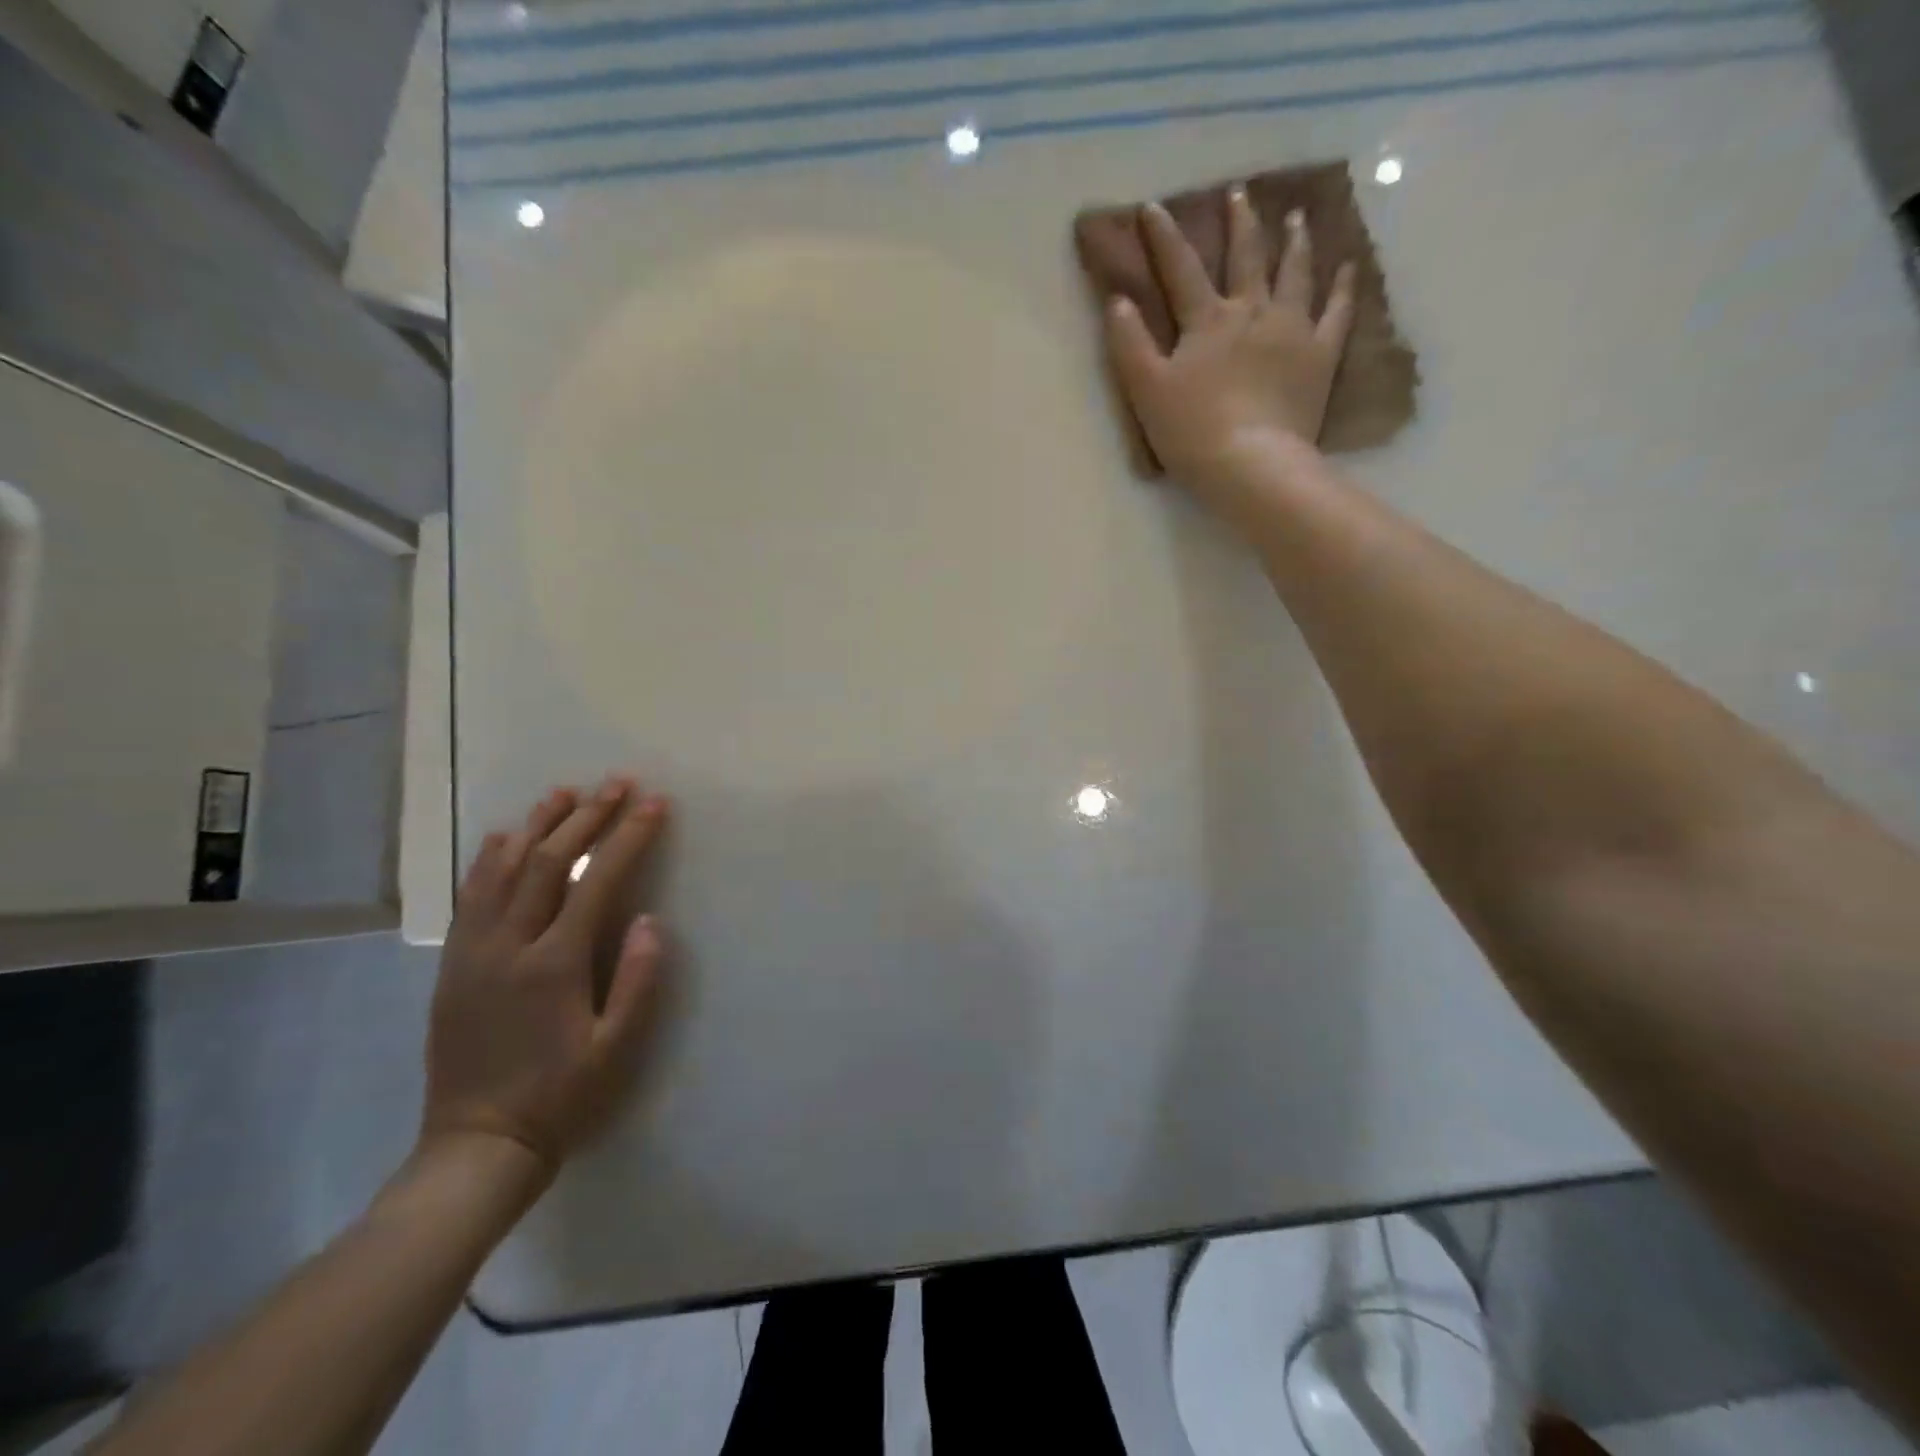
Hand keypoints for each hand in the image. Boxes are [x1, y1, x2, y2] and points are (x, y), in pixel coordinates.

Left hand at [421, 777, 668, 1177]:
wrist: (477, 1145)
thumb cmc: (559, 1096)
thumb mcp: (615, 1048)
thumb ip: (637, 980)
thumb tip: (650, 919)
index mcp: (554, 964)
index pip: (597, 882)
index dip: (628, 837)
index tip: (653, 803)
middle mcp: (509, 946)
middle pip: (548, 862)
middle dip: (587, 817)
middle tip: (616, 783)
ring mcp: (474, 952)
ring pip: (502, 870)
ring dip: (537, 826)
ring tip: (565, 793)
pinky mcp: (453, 965)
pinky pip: (470, 897)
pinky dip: (489, 859)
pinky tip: (504, 836)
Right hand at [1106, 190, 1356, 524]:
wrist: (1250, 464)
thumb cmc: (1191, 431)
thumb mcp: (1146, 390)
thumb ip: (1130, 344)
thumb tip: (1117, 301)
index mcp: (1207, 321)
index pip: (1180, 269)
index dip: (1163, 238)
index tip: (1152, 207)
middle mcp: (1252, 312)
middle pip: (1246, 257)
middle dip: (1239, 223)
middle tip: (1239, 194)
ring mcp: (1292, 330)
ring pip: (1295, 273)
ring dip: (1294, 242)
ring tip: (1296, 217)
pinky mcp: (1320, 357)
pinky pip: (1336, 313)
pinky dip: (1342, 288)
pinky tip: (1347, 268)